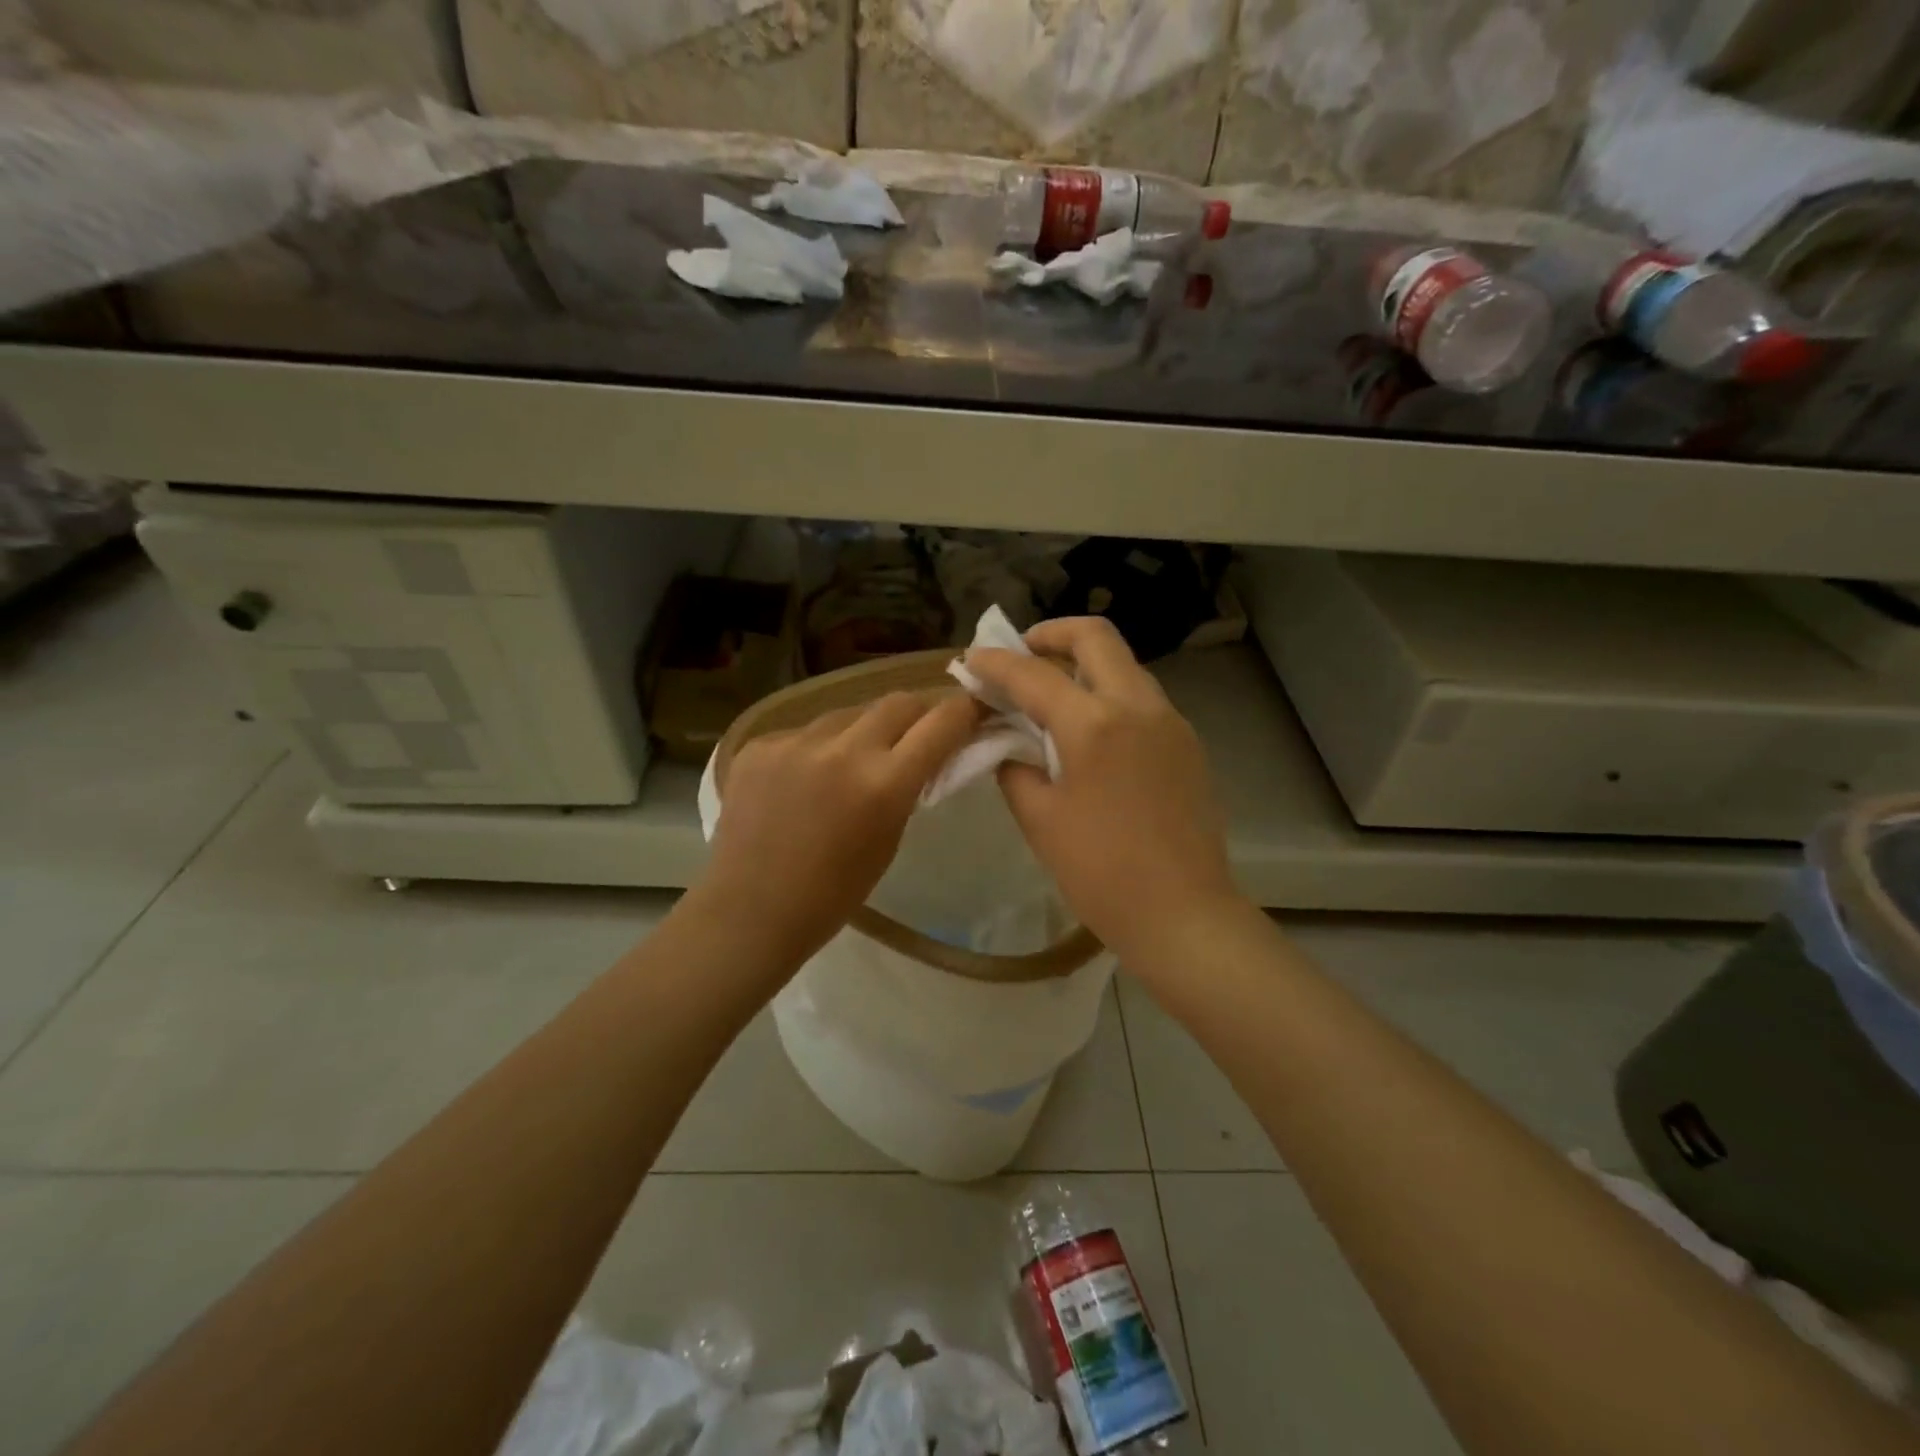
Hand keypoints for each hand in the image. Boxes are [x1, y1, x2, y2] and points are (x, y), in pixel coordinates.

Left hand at [697, 690, 982, 967]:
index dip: (965, 711)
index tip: (973, 709)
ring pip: (848, 714)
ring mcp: (794, 742)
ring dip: (862, 731)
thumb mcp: (888, 840)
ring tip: (851, 763)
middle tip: (916, 733)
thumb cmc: (832, 894)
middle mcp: (842, 750)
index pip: (941, 723)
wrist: (749, 912)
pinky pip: (804, 732)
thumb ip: (907, 788)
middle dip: (917, 713)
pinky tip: (804, 781)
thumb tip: (922, 751)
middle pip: (897, 702)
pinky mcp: (759, 744)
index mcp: (883, 783)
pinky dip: (817, 748)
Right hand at [965, 617, 1240, 960]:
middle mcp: (1137, 706)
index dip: (995, 663)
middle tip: (1021, 654)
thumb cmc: (1101, 873)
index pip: (1032, 674)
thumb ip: (1015, 768)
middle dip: (1051, 635)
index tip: (970, 660)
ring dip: (1083, 664)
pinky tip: (1088, 731)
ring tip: (1051, 694)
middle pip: (1095, 637)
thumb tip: (1009, 744)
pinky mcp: (1186, 743)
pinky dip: (1107, 694)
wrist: (1183, 915)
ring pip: (1124, 665)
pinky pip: (1141, 698)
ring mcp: (1170, 721)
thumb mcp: (1039, 819)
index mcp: (1093, 724)